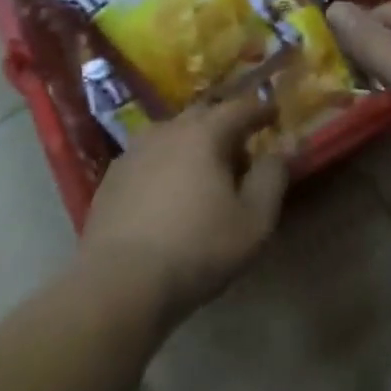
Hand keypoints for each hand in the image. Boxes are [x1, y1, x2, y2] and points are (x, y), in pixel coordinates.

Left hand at [79, 93, 288, 326]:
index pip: (238, 108)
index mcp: (203, 134)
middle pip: (202, 115)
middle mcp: (167, 130)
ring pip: (171, 134)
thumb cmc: (197, 249)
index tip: (274, 114)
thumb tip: (278, 152)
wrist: (120, 282)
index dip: (260, 109)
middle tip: (240, 147)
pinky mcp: (112, 176)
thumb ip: (271, 179)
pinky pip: (148, 157)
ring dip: (192, 143)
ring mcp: (134, 151)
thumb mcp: (253, 222)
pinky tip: (167, 191)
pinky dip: (165, 163)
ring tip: (203, 170)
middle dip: (224, 124)